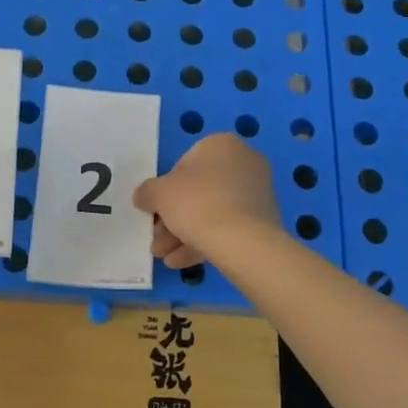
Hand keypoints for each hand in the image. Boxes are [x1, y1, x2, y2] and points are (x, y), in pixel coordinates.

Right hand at [133, 134, 283, 269]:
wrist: (242, 241)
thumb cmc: (197, 203)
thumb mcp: (159, 194)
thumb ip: (147, 192)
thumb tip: (143, 197)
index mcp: (221, 145)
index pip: (184, 164)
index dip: (166, 190)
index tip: (157, 210)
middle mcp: (244, 162)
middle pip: (198, 191)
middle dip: (174, 217)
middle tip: (157, 239)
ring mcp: (257, 192)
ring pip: (212, 212)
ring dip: (184, 233)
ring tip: (164, 256)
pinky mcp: (264, 220)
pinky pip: (228, 227)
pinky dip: (204, 241)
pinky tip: (181, 262)